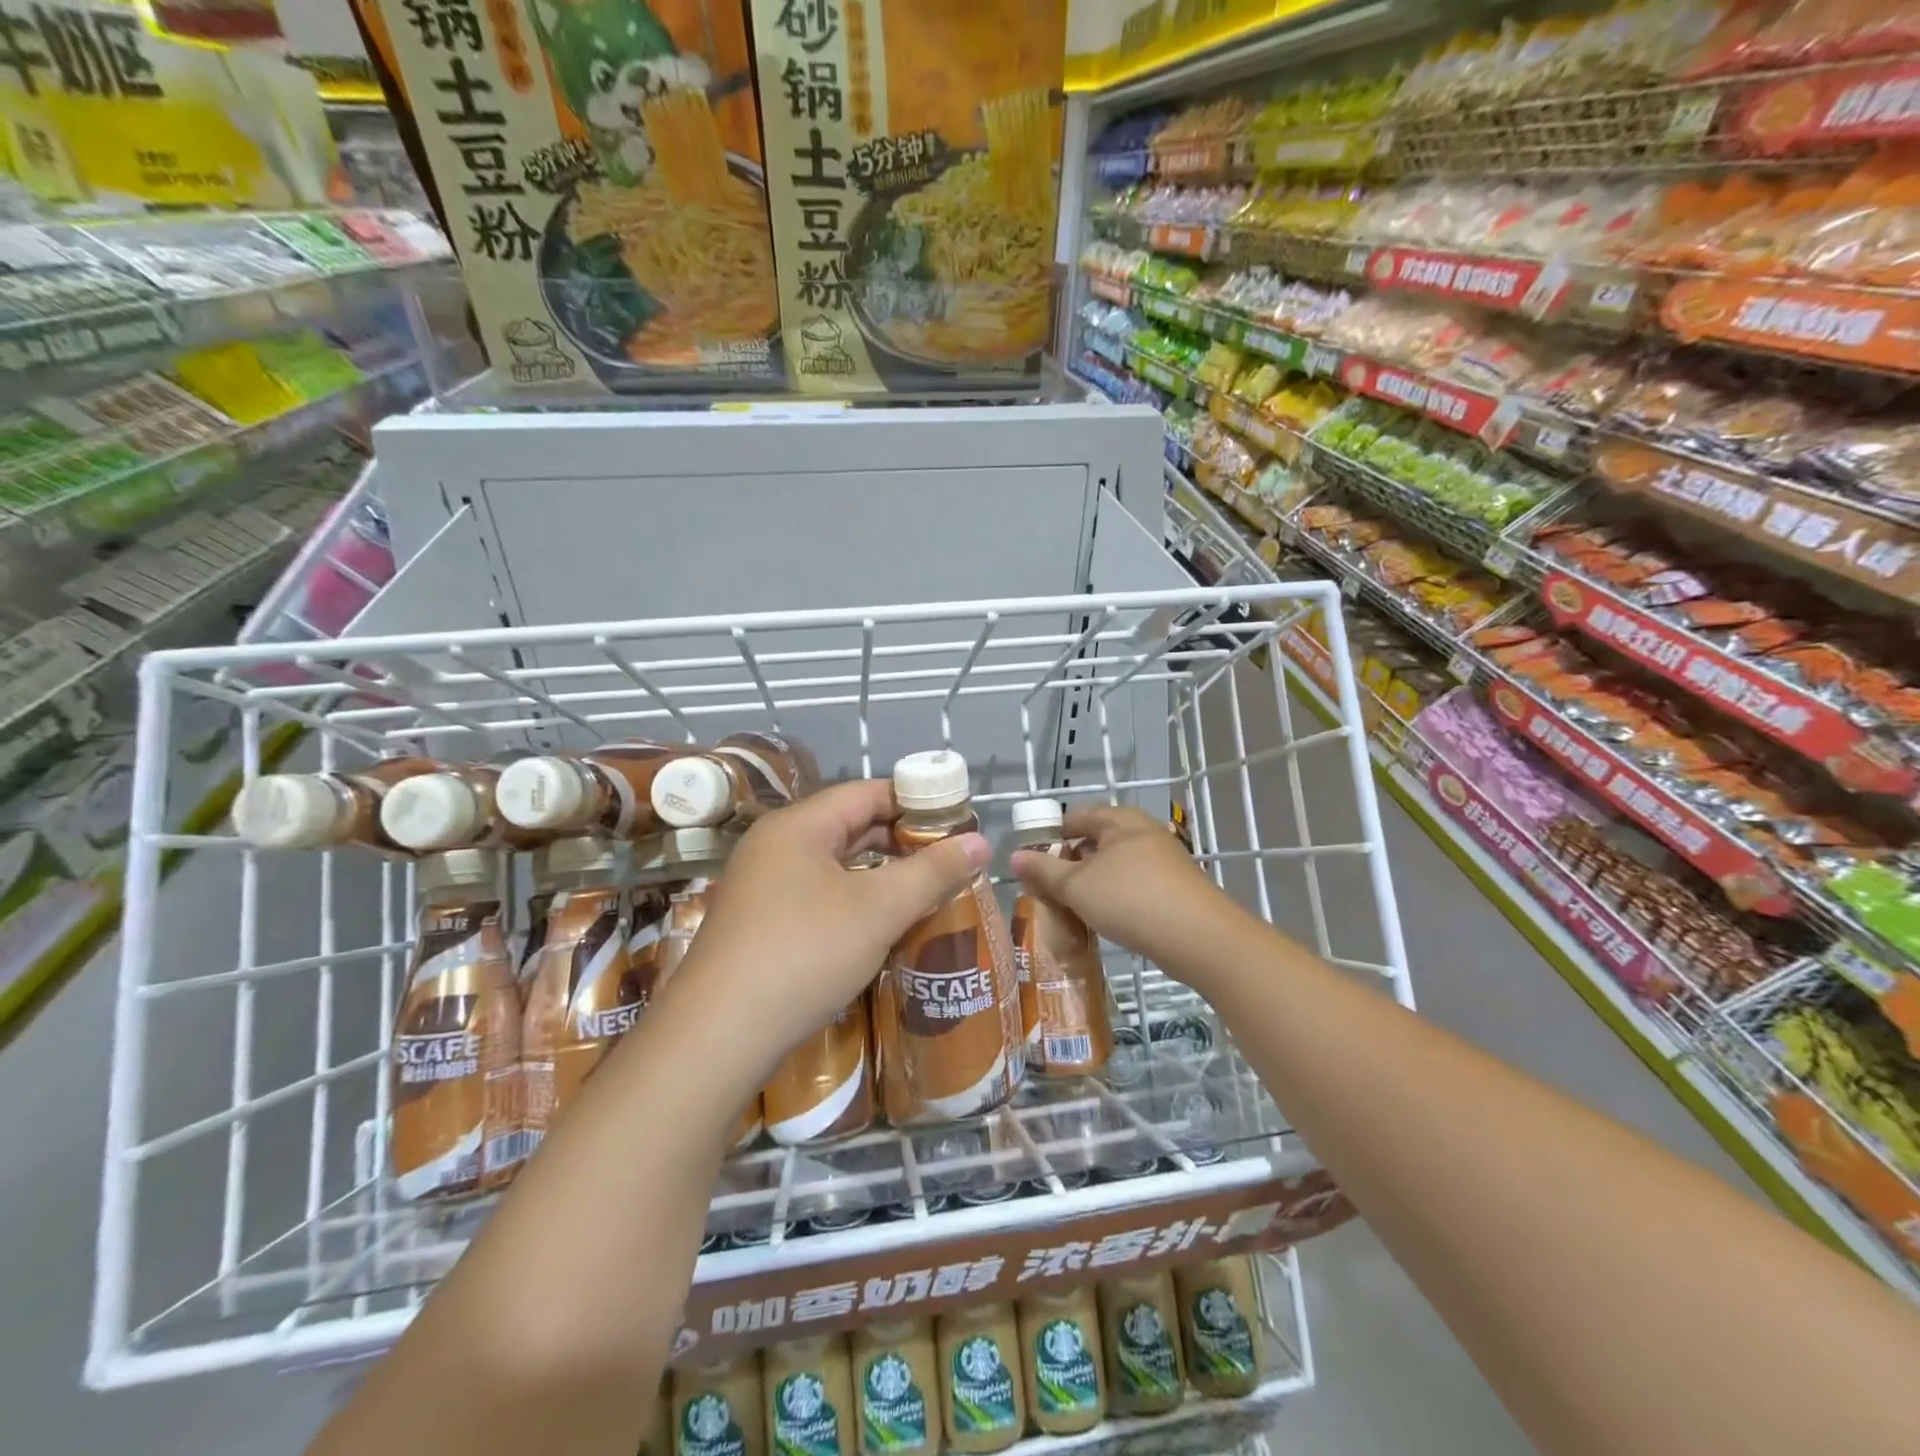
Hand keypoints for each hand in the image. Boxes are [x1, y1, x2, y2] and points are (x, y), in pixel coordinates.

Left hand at [668, 779, 988, 1078]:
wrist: (718, 1035)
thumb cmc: (805, 953)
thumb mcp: (879, 909)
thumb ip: (932, 871)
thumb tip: (981, 842)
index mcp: (798, 825)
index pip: (868, 792)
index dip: (916, 802)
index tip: (957, 821)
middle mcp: (775, 846)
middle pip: (849, 826)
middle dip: (901, 841)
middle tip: (949, 859)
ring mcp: (762, 886)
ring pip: (833, 866)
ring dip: (879, 875)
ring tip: (925, 891)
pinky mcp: (759, 924)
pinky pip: (817, 896)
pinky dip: (853, 902)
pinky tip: (880, 926)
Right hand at [1010, 804, 1249, 978]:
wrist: (1200, 938)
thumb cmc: (1131, 900)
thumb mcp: (1077, 886)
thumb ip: (1044, 871)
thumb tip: (1014, 856)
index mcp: (1120, 821)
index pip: (1077, 817)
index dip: (1052, 836)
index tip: (1032, 862)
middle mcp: (1144, 832)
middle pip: (1097, 841)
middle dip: (1071, 863)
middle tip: (1049, 888)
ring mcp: (1165, 860)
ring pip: (1116, 866)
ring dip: (1093, 883)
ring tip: (1073, 907)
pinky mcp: (1177, 888)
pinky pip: (1135, 885)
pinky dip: (1116, 897)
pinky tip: (1106, 920)